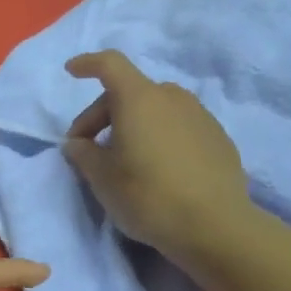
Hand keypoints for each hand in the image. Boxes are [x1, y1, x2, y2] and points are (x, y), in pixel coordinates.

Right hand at [62, 50, 248, 258]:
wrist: (214, 226)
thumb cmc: (148, 196)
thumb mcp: (102, 179)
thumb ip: (84, 154)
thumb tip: (77, 144)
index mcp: (139, 99)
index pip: (110, 64)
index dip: (88, 64)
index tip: (72, 71)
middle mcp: (172, 97)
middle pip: (130, 92)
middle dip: (103, 115)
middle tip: (89, 149)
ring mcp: (200, 116)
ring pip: (157, 109)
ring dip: (135, 125)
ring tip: (126, 159)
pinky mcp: (218, 138)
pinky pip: (179, 127)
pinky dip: (161, 137)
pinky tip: (159, 169)